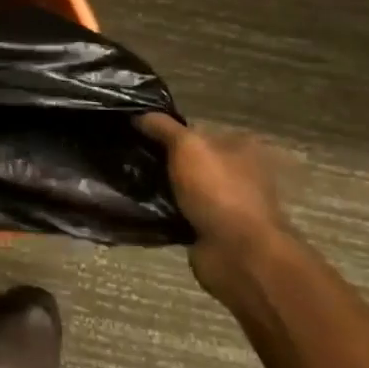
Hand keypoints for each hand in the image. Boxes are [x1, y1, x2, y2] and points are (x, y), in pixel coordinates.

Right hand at [135, 114, 295, 295]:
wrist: (238, 252)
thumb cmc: (218, 189)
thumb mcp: (187, 146)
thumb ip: (163, 128)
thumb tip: (140, 115)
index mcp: (241, 147)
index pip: (198, 131)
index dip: (169, 130)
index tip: (138, 132)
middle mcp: (238, 173)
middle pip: (191, 160)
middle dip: (163, 160)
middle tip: (128, 157)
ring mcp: (226, 204)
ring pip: (184, 188)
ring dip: (162, 188)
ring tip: (127, 182)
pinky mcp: (212, 230)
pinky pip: (180, 214)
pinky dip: (164, 212)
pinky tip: (140, 207)